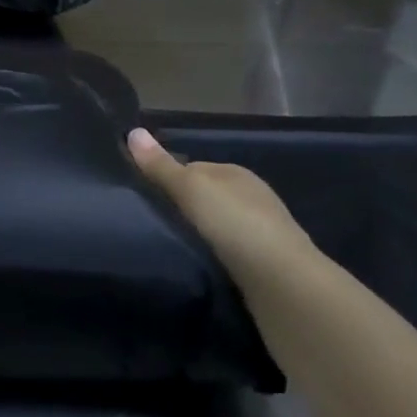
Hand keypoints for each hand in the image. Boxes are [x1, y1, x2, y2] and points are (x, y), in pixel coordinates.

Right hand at [127, 127, 314, 277]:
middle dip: (180, 208)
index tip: (140, 196)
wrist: (284, 285)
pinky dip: (207, 255)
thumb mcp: (192, 188)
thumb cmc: (236, 225)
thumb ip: (161, 166)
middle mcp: (250, 198)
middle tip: (148, 223)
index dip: (165, 178)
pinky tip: (192, 264)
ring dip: (194, 234)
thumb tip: (132, 131)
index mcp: (236, 173)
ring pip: (213, 226)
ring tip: (164, 246)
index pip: (191, 167)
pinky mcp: (260, 265)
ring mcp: (258, 233)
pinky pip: (222, 251)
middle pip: (203, 197)